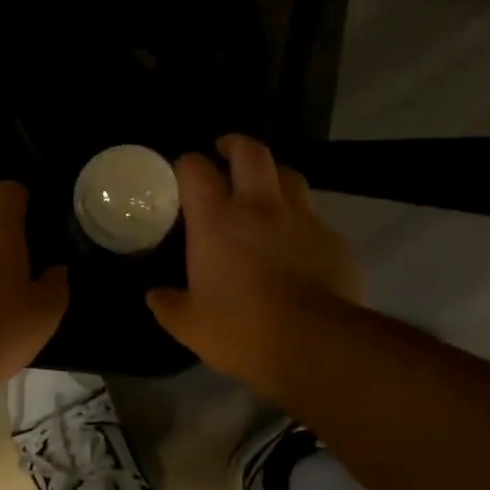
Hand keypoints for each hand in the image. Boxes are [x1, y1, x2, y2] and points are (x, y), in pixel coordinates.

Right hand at [146, 136, 358, 387]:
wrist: (315, 344)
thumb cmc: (241, 329)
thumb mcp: (189, 325)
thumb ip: (167, 304)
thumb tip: (155, 295)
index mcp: (217, 220)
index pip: (196, 168)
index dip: (186, 165)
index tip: (181, 175)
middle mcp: (260, 206)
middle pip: (250, 152)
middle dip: (235, 145)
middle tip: (225, 155)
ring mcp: (303, 219)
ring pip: (290, 175)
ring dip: (273, 176)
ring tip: (264, 192)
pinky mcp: (335, 240)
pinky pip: (315, 218)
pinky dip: (302, 222)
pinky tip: (297, 244)